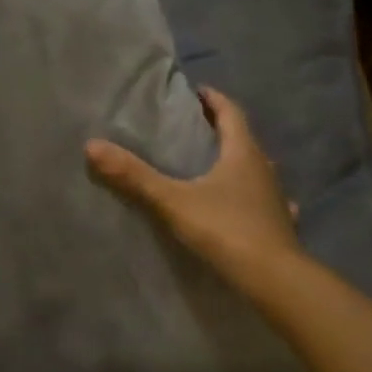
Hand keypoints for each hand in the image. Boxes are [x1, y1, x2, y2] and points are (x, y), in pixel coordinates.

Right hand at [86, 87, 301, 291]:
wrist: (274, 279)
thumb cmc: (226, 229)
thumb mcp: (173, 200)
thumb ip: (134, 175)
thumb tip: (92, 145)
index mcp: (243, 153)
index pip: (230, 112)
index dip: (212, 99)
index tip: (194, 91)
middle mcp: (264, 168)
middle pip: (242, 139)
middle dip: (219, 129)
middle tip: (192, 127)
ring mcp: (275, 198)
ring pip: (254, 170)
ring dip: (235, 162)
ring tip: (210, 165)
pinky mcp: (279, 224)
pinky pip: (263, 201)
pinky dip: (250, 197)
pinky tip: (243, 206)